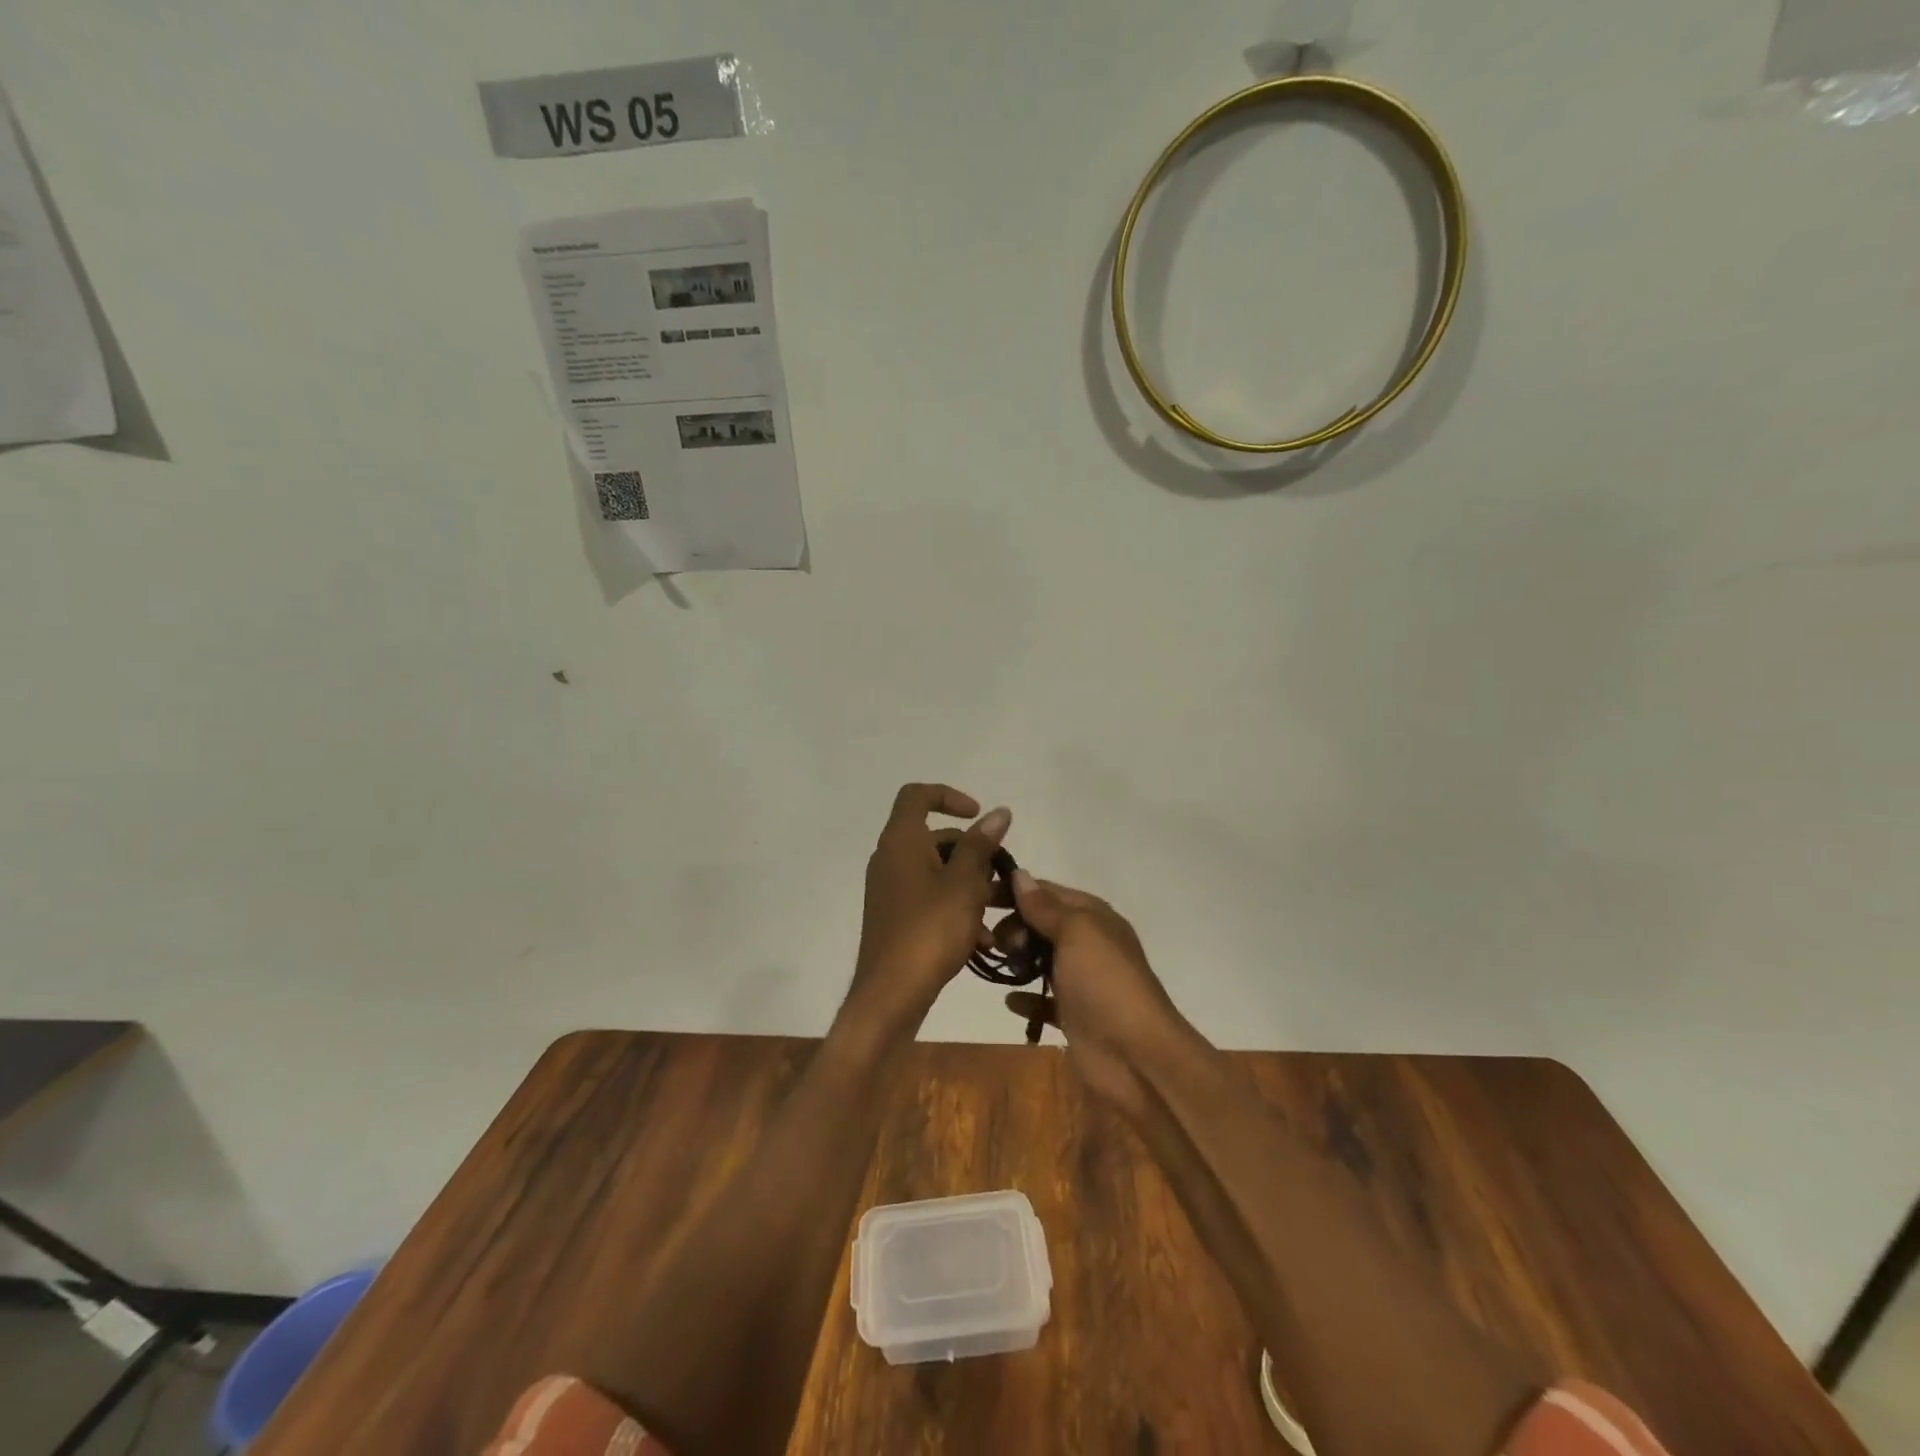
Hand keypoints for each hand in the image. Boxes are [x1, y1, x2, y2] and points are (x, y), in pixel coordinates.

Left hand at [843, 784, 1010, 1040]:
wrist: (890, 994)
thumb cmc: (930, 930)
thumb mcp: (964, 884)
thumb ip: (981, 845)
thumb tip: (998, 812)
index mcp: (901, 841)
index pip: (917, 795)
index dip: (949, 796)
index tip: (979, 816)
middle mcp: (890, 858)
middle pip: (934, 837)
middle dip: (972, 851)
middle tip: (1002, 874)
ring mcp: (890, 888)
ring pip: (936, 871)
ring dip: (969, 884)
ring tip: (1000, 910)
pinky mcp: (894, 916)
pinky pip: (929, 897)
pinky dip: (954, 906)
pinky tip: (983, 938)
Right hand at [1000, 874, 1191, 1119]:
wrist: (1136, 1055)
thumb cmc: (1104, 982)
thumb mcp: (1076, 932)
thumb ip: (1045, 906)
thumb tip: (1020, 875)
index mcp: (1093, 917)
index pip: (1047, 891)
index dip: (1015, 890)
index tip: (979, 895)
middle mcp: (1088, 944)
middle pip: (1042, 924)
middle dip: (1014, 926)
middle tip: (995, 942)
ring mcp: (1081, 981)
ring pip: (1041, 960)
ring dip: (1017, 960)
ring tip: (996, 964)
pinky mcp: (1073, 1015)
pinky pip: (1043, 1000)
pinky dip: (1026, 998)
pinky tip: (1009, 1000)